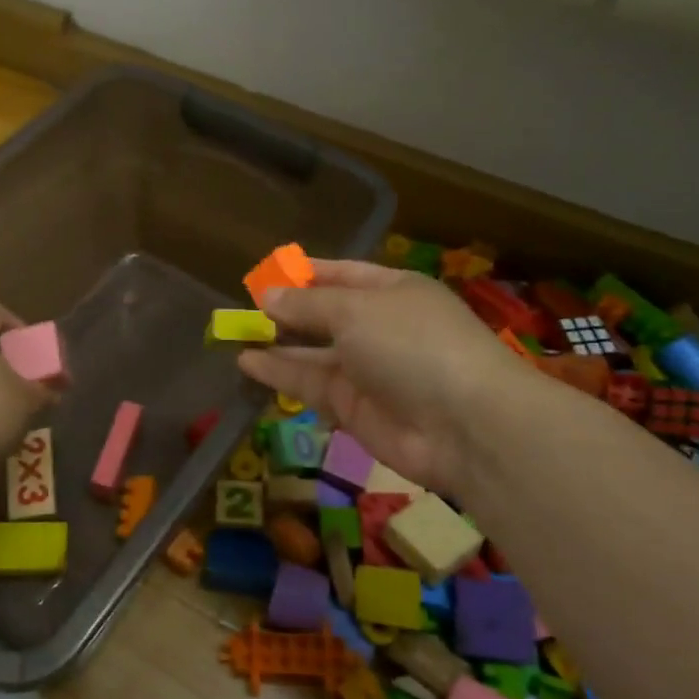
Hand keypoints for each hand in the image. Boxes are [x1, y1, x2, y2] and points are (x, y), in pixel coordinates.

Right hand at [237, 260, 530, 496]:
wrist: (464, 425)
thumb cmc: (413, 344)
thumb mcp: (355, 310)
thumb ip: (308, 304)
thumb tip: (267, 295)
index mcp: (392, 290)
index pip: (341, 274)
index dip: (304, 274)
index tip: (264, 275)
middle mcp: (379, 327)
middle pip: (324, 314)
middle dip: (286, 311)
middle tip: (241, 308)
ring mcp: (366, 370)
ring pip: (313, 352)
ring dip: (277, 343)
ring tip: (234, 334)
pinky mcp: (353, 408)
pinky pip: (310, 385)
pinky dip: (280, 374)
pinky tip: (246, 362)